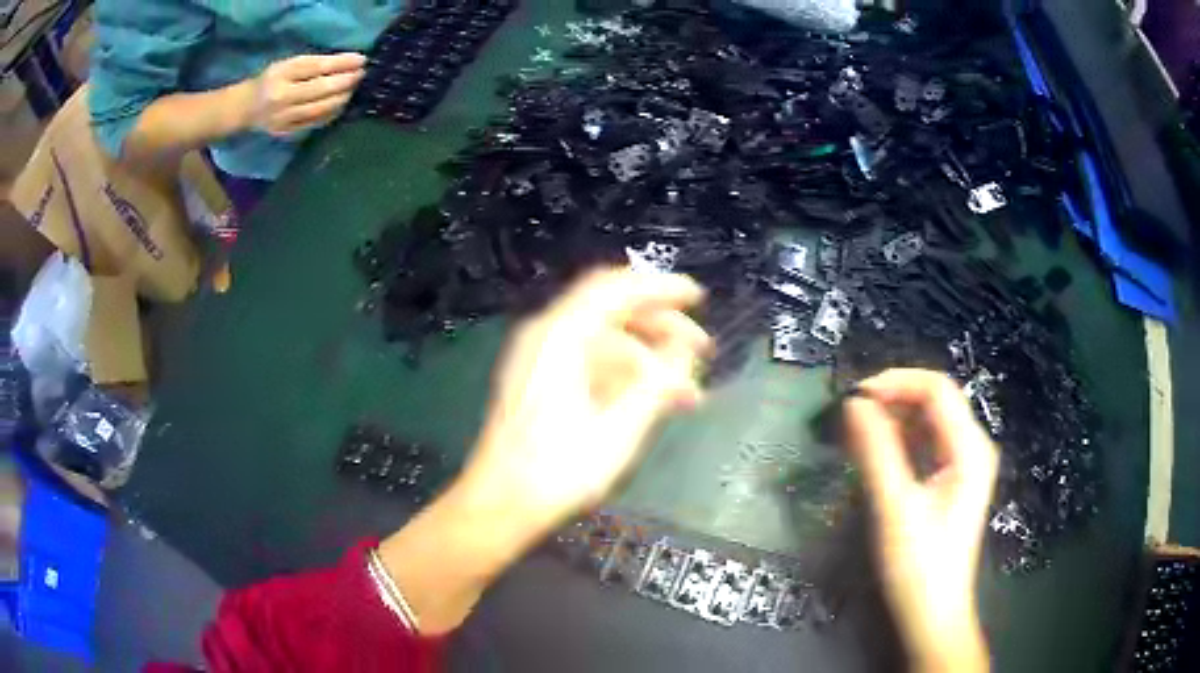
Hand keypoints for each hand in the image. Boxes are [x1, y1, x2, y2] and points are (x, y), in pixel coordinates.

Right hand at [243, 53, 365, 136]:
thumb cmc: (271, 80)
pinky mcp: (288, 132)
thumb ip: (312, 64)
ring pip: (321, 108)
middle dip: (346, 81)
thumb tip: (347, 63)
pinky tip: (341, 103)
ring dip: (342, 97)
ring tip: (353, 88)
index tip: (361, 60)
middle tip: (361, 74)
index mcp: (280, 74)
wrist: (246, 109)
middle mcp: (281, 97)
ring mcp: (284, 118)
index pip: (316, 67)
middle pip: (321, 89)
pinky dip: (333, 112)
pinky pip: (316, 122)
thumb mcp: (287, 64)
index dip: (341, 63)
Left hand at [463, 268, 711, 531]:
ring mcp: (541, 360)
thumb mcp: (619, 428)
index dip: (660, 287)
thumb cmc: (558, 469)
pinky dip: (625, 376)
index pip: (614, 288)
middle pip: (612, 313)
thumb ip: (658, 382)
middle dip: (662, 328)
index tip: (697, 297)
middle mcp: (547, 336)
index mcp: (560, 336)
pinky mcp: (541, 383)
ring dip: (649, 359)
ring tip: (688, 391)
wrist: (502, 504)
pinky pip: (591, 364)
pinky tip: (654, 403)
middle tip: (702, 351)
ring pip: (606, 342)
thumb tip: (685, 349)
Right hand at [843, 369, 997, 672]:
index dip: (896, 383)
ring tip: (856, 432)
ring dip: (894, 419)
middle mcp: (972, 447)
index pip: (936, 389)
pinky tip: (875, 451)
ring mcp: (963, 464)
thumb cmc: (918, 566)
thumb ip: (876, 452)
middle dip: (893, 399)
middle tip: (851, 415)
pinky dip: (900, 441)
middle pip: (934, 401)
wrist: (933, 614)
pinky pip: (926, 444)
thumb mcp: (895, 508)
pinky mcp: (951, 480)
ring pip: (929, 421)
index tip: (854, 397)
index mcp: (969, 448)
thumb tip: (853, 404)